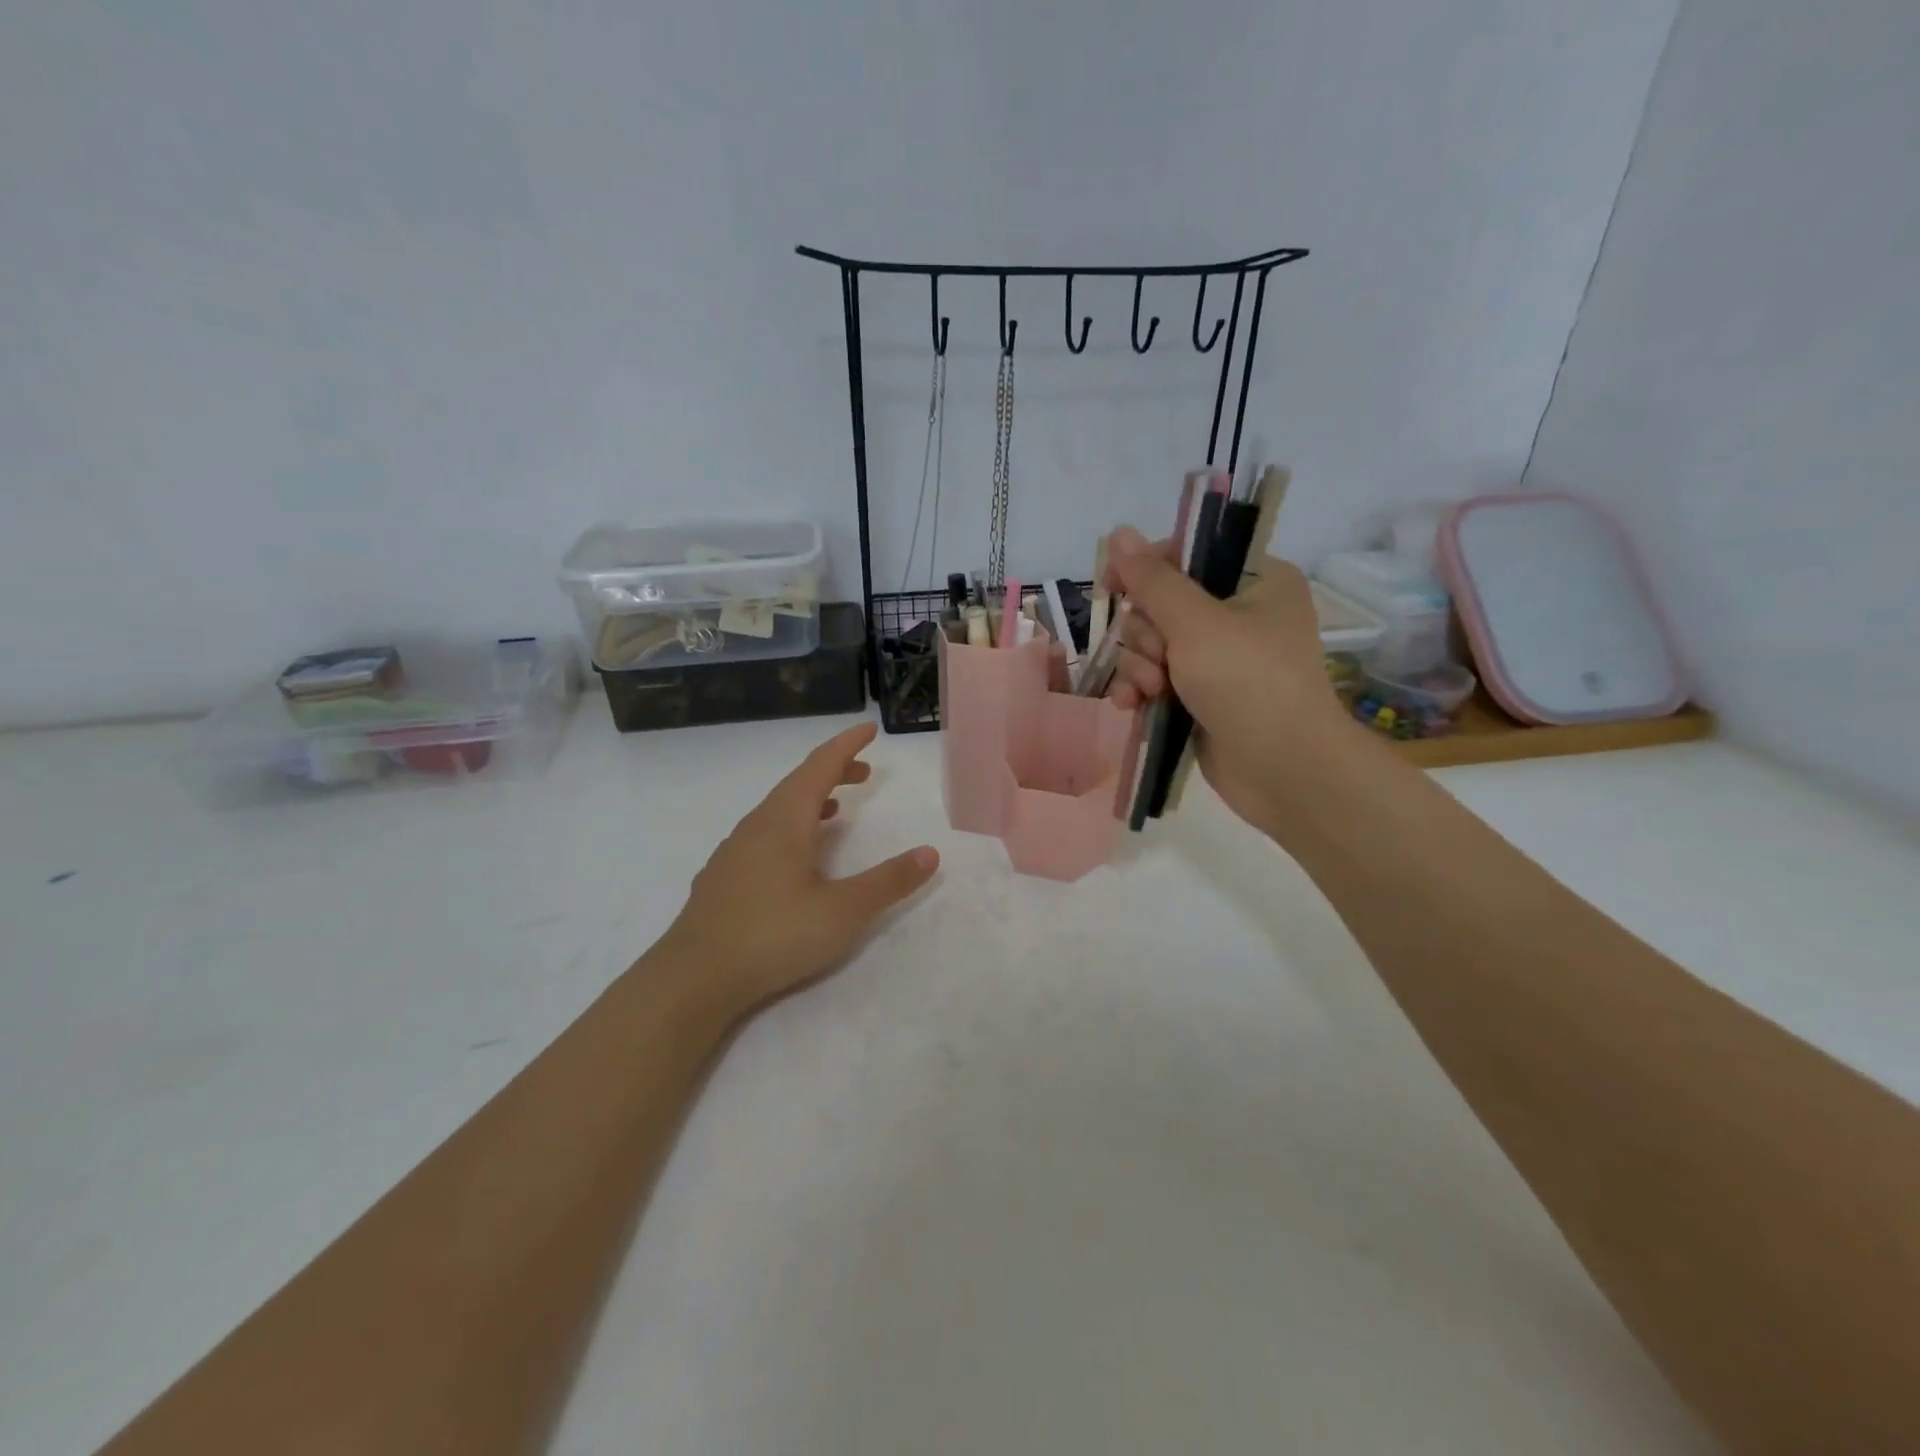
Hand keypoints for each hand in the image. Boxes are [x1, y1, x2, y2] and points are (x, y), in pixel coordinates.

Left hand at [654, 722, 939, 1019]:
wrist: (693, 979)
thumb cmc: (773, 936)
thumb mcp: (843, 911)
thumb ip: (888, 882)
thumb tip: (930, 853)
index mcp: (784, 821)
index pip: (820, 766)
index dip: (847, 745)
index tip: (869, 729)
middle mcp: (756, 825)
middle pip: (797, 783)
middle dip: (832, 771)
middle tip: (864, 773)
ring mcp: (734, 851)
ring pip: (777, 810)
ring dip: (810, 800)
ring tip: (835, 808)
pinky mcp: (723, 878)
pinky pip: (763, 834)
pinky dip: (789, 827)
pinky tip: (795, 856)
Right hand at [1103, 526, 1351, 834]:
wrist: (1284, 770)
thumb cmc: (1248, 682)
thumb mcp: (1196, 623)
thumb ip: (1152, 579)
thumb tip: (1118, 532)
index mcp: (1254, 580)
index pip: (1186, 553)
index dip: (1146, 568)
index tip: (1116, 588)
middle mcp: (1237, 613)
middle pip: (1160, 602)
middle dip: (1145, 634)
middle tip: (1159, 658)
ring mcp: (1218, 657)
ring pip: (1151, 643)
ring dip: (1140, 666)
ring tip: (1151, 691)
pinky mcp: (1200, 694)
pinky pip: (1155, 677)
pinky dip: (1141, 688)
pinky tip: (1131, 705)